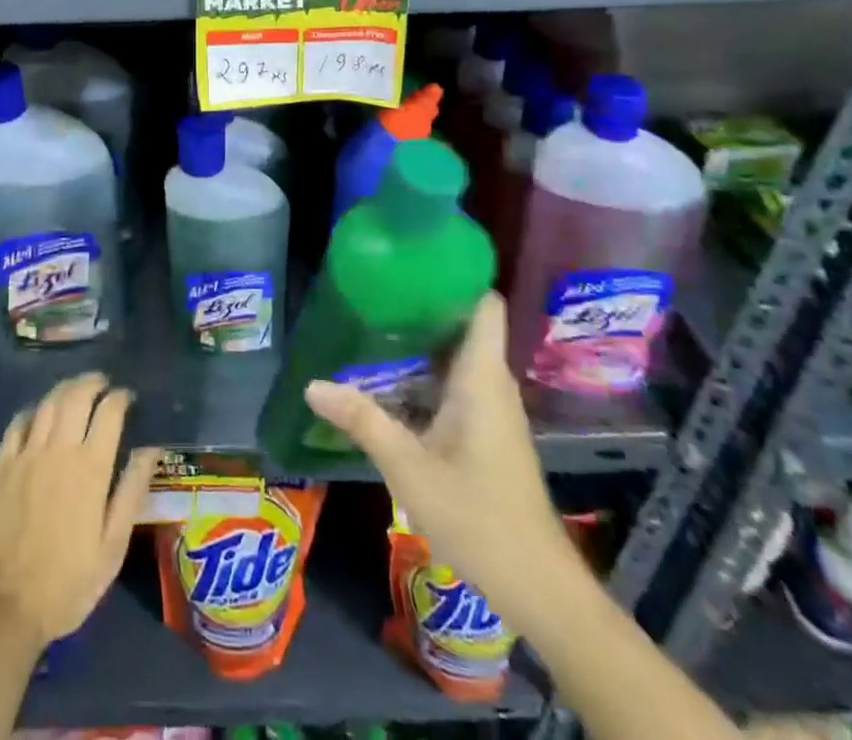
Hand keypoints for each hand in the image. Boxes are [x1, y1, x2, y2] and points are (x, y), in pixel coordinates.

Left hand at [0, 372, 160, 650]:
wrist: (3, 607)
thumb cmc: (67, 582)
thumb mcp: (112, 546)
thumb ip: (132, 491)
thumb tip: (151, 449)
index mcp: (91, 468)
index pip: (109, 412)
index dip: (120, 397)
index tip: (127, 397)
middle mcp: (58, 450)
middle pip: (77, 396)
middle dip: (93, 383)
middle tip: (103, 383)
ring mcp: (26, 454)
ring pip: (48, 403)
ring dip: (65, 389)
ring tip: (76, 389)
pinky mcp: (1, 465)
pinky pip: (18, 423)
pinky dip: (34, 410)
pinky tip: (40, 414)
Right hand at [303, 292, 570, 622]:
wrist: (538, 588)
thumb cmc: (478, 516)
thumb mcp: (409, 467)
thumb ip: (362, 421)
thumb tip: (312, 384)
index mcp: (481, 377)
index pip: (484, 305)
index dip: (456, 276)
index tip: (413, 262)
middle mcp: (491, 384)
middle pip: (463, 326)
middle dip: (423, 306)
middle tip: (375, 291)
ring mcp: (493, 411)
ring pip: (457, 358)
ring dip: (422, 343)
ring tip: (374, 325)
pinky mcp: (488, 434)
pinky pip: (457, 386)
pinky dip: (427, 376)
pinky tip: (391, 382)